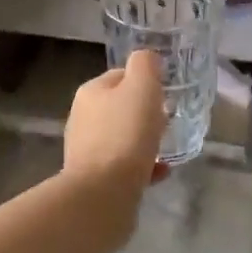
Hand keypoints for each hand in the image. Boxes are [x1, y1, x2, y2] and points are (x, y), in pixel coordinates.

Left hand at [64, 50, 167, 195]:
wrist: (103, 194)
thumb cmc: (125, 134)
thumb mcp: (142, 87)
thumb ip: (145, 65)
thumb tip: (147, 58)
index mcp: (91, 92)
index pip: (120, 76)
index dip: (145, 81)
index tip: (166, 94)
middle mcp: (82, 118)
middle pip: (120, 108)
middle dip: (145, 113)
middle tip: (168, 120)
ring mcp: (86, 150)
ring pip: (122, 137)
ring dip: (144, 141)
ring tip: (167, 147)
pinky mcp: (94, 178)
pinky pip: (124, 165)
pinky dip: (143, 166)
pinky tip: (160, 172)